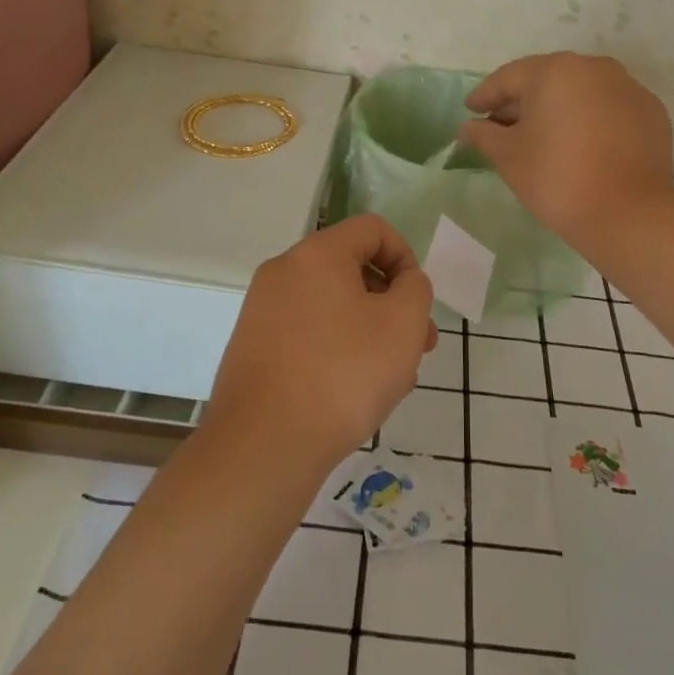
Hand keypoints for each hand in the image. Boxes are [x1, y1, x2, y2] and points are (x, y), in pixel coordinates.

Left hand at [206, 215, 437, 467]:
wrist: (264, 445)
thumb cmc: (343, 374)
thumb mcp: (402, 324)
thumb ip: (415, 289)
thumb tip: (404, 282)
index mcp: (316, 254)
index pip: (372, 229)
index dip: (406, 256)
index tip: (418, 300)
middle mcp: (283, 273)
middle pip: (351, 268)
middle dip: (392, 301)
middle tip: (419, 344)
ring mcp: (262, 312)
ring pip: (332, 306)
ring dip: (370, 330)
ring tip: (394, 377)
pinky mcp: (254, 349)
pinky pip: (309, 334)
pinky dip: (338, 349)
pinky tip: (355, 392)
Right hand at [458, 52, 673, 247]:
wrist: (629, 215)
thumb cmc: (557, 179)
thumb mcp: (509, 157)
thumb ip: (483, 135)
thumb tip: (467, 127)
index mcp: (555, 71)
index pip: (509, 78)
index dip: (486, 96)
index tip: (471, 111)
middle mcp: (594, 68)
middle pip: (547, 80)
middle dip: (522, 102)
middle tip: (501, 126)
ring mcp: (628, 88)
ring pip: (581, 92)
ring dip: (558, 109)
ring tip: (542, 136)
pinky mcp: (651, 113)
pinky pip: (609, 109)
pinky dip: (590, 120)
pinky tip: (580, 145)